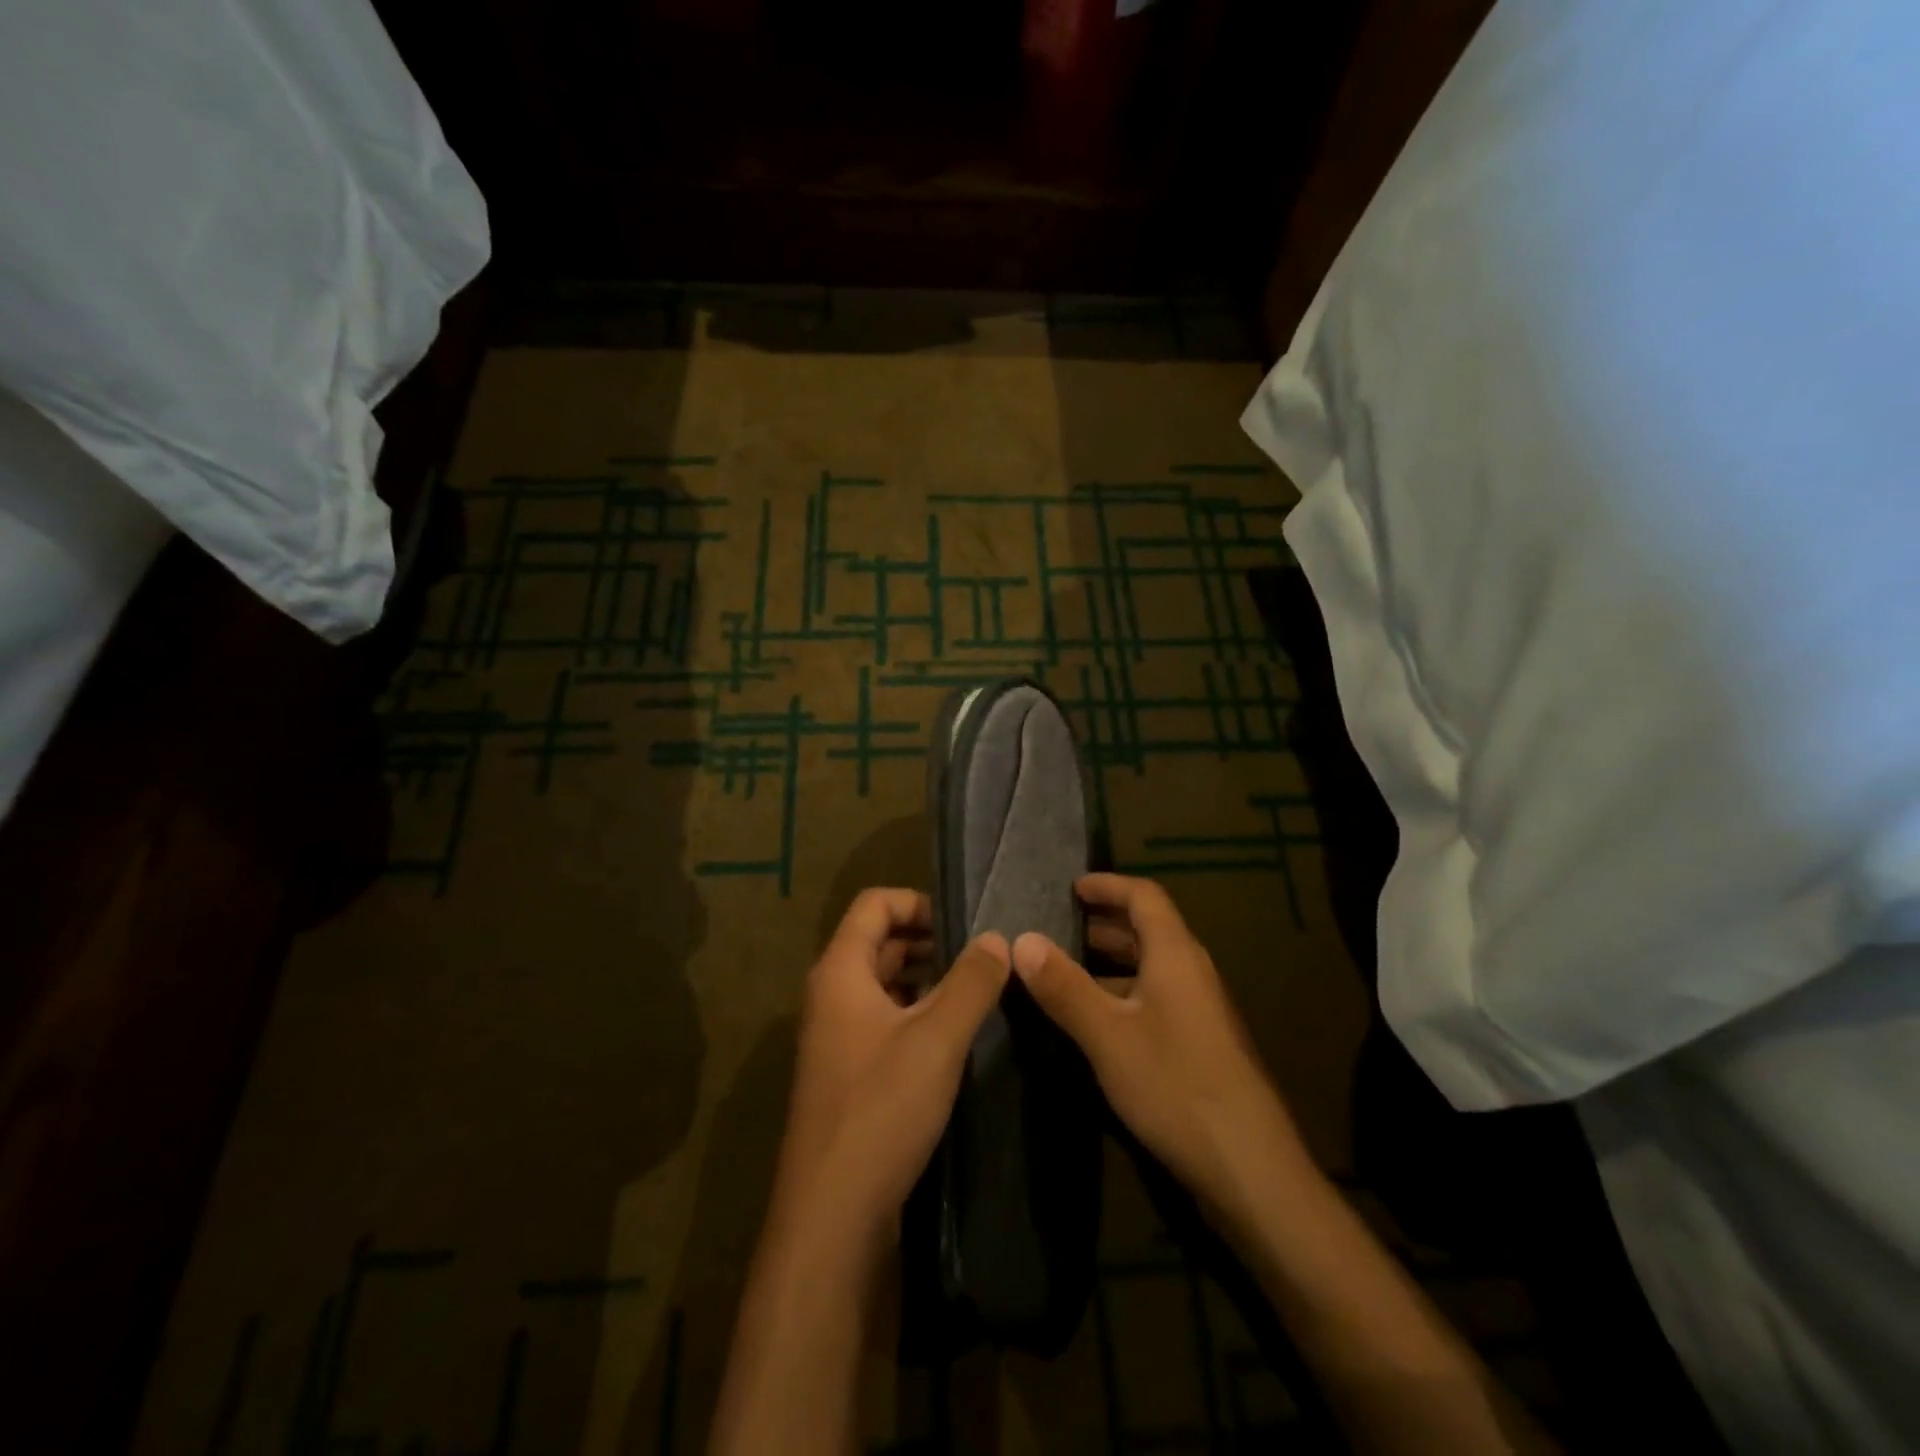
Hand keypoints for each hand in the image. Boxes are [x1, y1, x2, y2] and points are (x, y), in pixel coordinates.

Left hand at [775, 889, 1011, 1247]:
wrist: (831, 1214)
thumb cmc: (881, 1109)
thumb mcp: (937, 1039)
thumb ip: (971, 982)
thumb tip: (997, 938)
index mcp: (840, 971)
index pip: (874, 904)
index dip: (918, 901)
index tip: (964, 921)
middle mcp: (830, 995)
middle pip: (877, 941)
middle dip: (927, 939)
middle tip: (980, 954)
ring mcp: (836, 1037)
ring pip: (882, 983)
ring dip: (924, 977)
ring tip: (974, 988)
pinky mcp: (847, 1073)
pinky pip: (882, 1020)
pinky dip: (914, 1011)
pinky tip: (951, 1033)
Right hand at [1011, 874, 1302, 1225]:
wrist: (1249, 1167)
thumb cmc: (1175, 1086)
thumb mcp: (1107, 1035)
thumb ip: (1064, 986)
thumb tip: (1022, 939)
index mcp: (1175, 955)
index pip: (1145, 896)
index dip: (1109, 885)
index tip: (1072, 887)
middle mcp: (1192, 972)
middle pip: (1150, 929)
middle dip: (1105, 921)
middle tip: (1061, 923)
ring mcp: (1200, 1010)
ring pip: (1153, 966)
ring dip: (1113, 958)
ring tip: (1069, 966)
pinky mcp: (1201, 1044)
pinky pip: (1157, 996)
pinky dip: (1124, 990)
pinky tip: (1098, 1018)